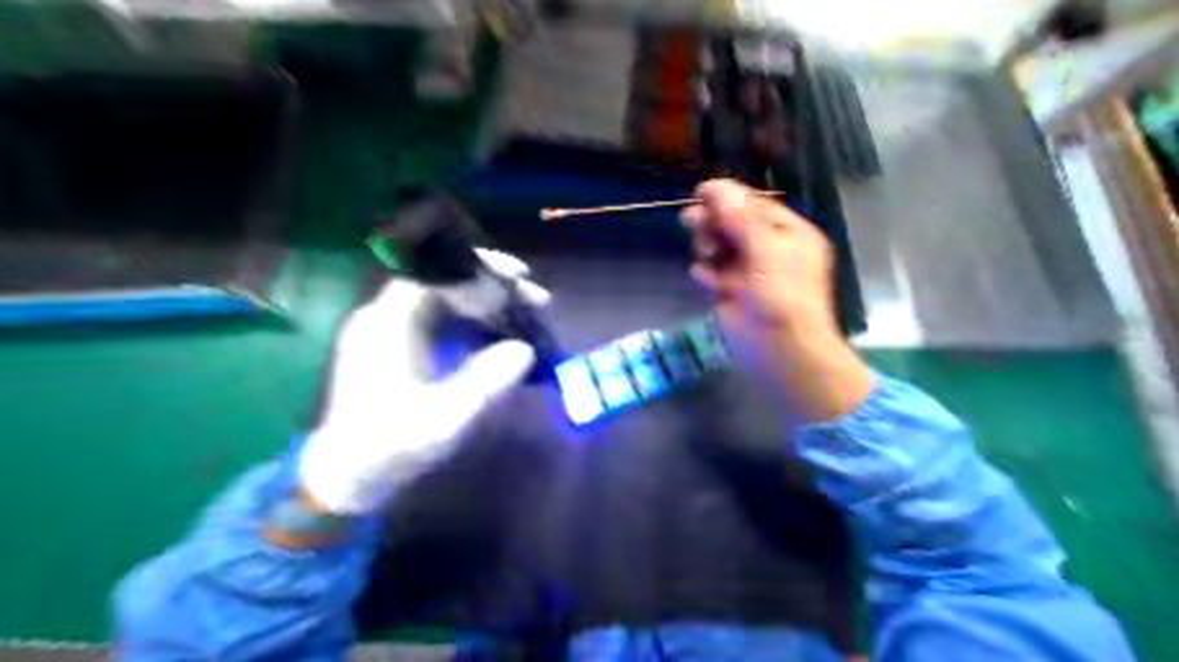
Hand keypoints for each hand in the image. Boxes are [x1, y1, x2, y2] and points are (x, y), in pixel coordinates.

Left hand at [301, 251, 548, 513]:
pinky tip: (511, 333)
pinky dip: (489, 319)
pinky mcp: (417, 341)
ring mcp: (406, 327)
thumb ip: (486, 384)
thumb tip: (526, 350)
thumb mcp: (444, 421)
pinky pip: (458, 316)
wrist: (353, 473)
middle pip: (452, 278)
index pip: (437, 271)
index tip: (520, 279)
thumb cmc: (393, 448)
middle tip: (538, 299)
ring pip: (458, 296)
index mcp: (390, 324)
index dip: (481, 269)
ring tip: (533, 315)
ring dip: (499, 301)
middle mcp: (395, 314)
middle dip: (499, 284)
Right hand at [683, 177, 873, 422]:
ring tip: (706, 256)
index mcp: (786, 234)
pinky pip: (710, 272)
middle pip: (731, 225)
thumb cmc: (782, 299)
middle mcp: (766, 249)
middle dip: (712, 223)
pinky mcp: (728, 290)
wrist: (779, 352)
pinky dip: (705, 274)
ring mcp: (745, 271)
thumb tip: (715, 187)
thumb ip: (740, 220)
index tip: (700, 193)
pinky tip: (707, 282)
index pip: (753, 206)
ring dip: (707, 248)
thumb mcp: (766, 253)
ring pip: (717, 248)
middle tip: (691, 221)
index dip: (727, 198)